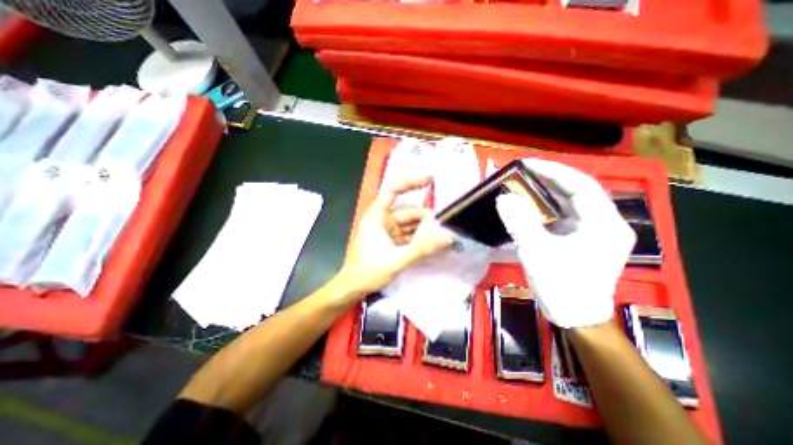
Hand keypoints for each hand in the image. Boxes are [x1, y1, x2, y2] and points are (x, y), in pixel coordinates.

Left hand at [337, 177, 454, 301]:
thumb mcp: (396, 260)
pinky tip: (434, 244)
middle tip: (447, 226)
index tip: (430, 180)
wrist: (353, 288)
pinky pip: (410, 236)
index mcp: (378, 215)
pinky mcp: (392, 242)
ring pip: (411, 225)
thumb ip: (421, 249)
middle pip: (409, 212)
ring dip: (426, 230)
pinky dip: (421, 239)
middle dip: (427, 219)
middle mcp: (383, 219)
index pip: (394, 189)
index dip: (411, 182)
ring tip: (445, 236)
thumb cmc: (368, 271)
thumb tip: (447, 236)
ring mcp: (389, 231)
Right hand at [498, 159, 635, 327]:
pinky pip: (561, 215)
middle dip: (547, 180)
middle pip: (575, 192)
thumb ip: (521, 223)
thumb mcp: (538, 253)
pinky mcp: (580, 239)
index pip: (581, 185)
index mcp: (603, 224)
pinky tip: (528, 205)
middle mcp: (603, 223)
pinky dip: (543, 208)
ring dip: (544, 193)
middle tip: (520, 173)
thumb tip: (503, 198)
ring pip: (568, 203)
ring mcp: (592, 231)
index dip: (554, 171)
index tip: (527, 164)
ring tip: (521, 184)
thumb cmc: (562, 287)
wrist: (574, 316)